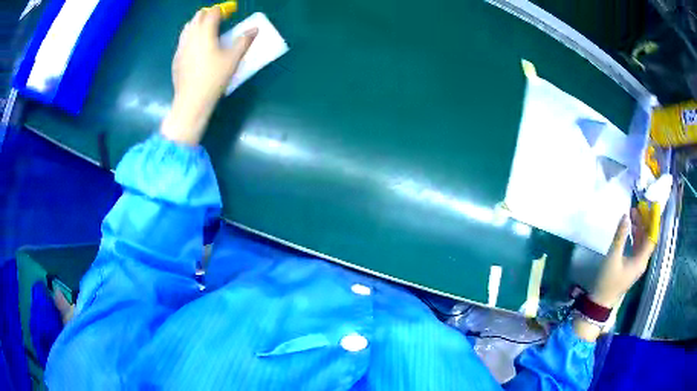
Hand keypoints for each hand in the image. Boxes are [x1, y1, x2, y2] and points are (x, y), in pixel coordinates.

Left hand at [161, 7, 256, 144]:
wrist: (191, 101)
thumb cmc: (214, 78)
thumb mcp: (233, 59)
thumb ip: (244, 41)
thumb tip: (255, 29)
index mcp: (205, 33)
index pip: (212, 13)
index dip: (221, 10)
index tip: (229, 13)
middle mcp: (191, 36)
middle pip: (198, 16)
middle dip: (208, 14)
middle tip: (218, 20)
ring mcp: (181, 47)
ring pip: (187, 27)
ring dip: (197, 24)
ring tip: (206, 31)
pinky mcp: (176, 58)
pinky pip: (182, 40)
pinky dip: (190, 36)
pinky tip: (195, 47)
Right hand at [591, 208, 656, 307]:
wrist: (600, 302)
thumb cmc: (607, 281)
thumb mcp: (612, 257)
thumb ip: (620, 236)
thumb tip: (626, 215)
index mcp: (641, 260)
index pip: (652, 237)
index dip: (653, 222)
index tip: (651, 207)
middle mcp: (642, 261)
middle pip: (647, 238)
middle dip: (645, 221)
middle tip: (638, 207)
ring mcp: (637, 264)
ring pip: (642, 241)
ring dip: (639, 227)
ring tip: (632, 214)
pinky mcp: (631, 266)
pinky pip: (637, 246)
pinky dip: (635, 235)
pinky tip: (630, 228)